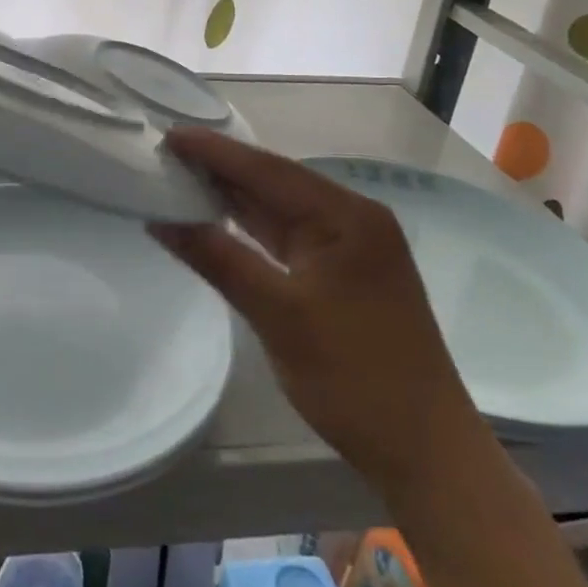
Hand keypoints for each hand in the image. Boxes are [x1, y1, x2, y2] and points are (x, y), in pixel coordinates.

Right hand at [151, 130, 484, 491]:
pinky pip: (286, 238)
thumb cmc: (356, 378)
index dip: (216, 151)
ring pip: (278, 210)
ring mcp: (348, 247)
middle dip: (221, 169)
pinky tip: (216, 219)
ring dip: (233, 197)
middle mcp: (351, 219)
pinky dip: (250, 230)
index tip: (168, 134)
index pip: (269, 170)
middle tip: (164, 153)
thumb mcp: (279, 316)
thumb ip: (219, 260)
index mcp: (347, 216)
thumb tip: (161, 221)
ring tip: (178, 176)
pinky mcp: (341, 274)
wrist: (425, 452)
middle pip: (274, 183)